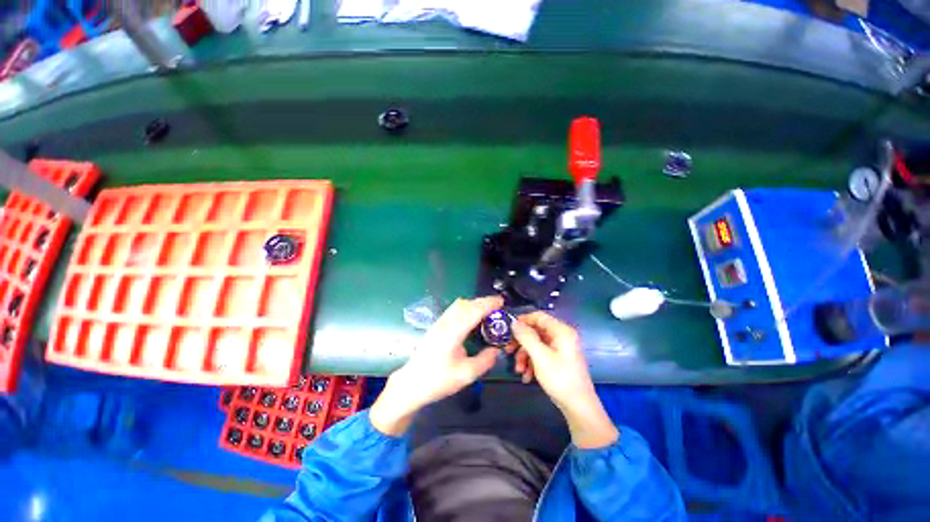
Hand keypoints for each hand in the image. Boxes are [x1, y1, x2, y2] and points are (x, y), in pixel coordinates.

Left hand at [370, 296, 502, 434]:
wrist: (411, 383)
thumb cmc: (437, 380)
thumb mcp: (466, 375)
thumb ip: (484, 361)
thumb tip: (496, 350)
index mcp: (453, 333)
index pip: (473, 311)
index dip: (488, 304)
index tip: (501, 302)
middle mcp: (445, 323)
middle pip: (465, 303)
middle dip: (483, 301)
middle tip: (498, 307)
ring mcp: (439, 323)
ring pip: (458, 304)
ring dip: (474, 303)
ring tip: (487, 311)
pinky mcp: (436, 326)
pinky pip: (454, 309)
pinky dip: (466, 307)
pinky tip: (471, 317)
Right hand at [510, 312, 618, 448]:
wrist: (579, 408)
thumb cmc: (560, 379)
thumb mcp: (540, 356)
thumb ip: (526, 337)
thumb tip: (514, 323)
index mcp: (561, 331)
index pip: (538, 316)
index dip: (522, 320)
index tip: (508, 329)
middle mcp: (561, 337)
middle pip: (535, 331)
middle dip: (521, 343)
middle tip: (508, 350)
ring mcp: (560, 349)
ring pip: (536, 345)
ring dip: (525, 356)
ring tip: (519, 370)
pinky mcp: (558, 360)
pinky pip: (540, 355)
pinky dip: (532, 363)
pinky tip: (527, 376)